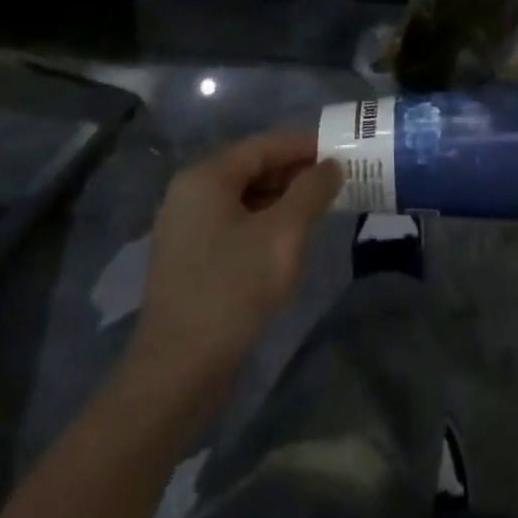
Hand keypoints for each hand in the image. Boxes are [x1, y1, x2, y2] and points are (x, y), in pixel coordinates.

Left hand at [130, 131, 342, 391]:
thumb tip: (332, 165)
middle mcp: (190, 192)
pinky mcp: (188, 257)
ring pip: (244, 196)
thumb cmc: (232, 290)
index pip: (265, 144)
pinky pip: (233, 222)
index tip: (341, 154)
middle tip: (335, 185)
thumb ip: (312, 191)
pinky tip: (287, 240)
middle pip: (252, 167)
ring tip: (318, 212)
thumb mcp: (283, 233)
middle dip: (295, 173)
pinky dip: (263, 222)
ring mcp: (185, 226)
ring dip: (282, 199)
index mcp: (206, 176)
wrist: (176, 373)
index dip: (305, 146)